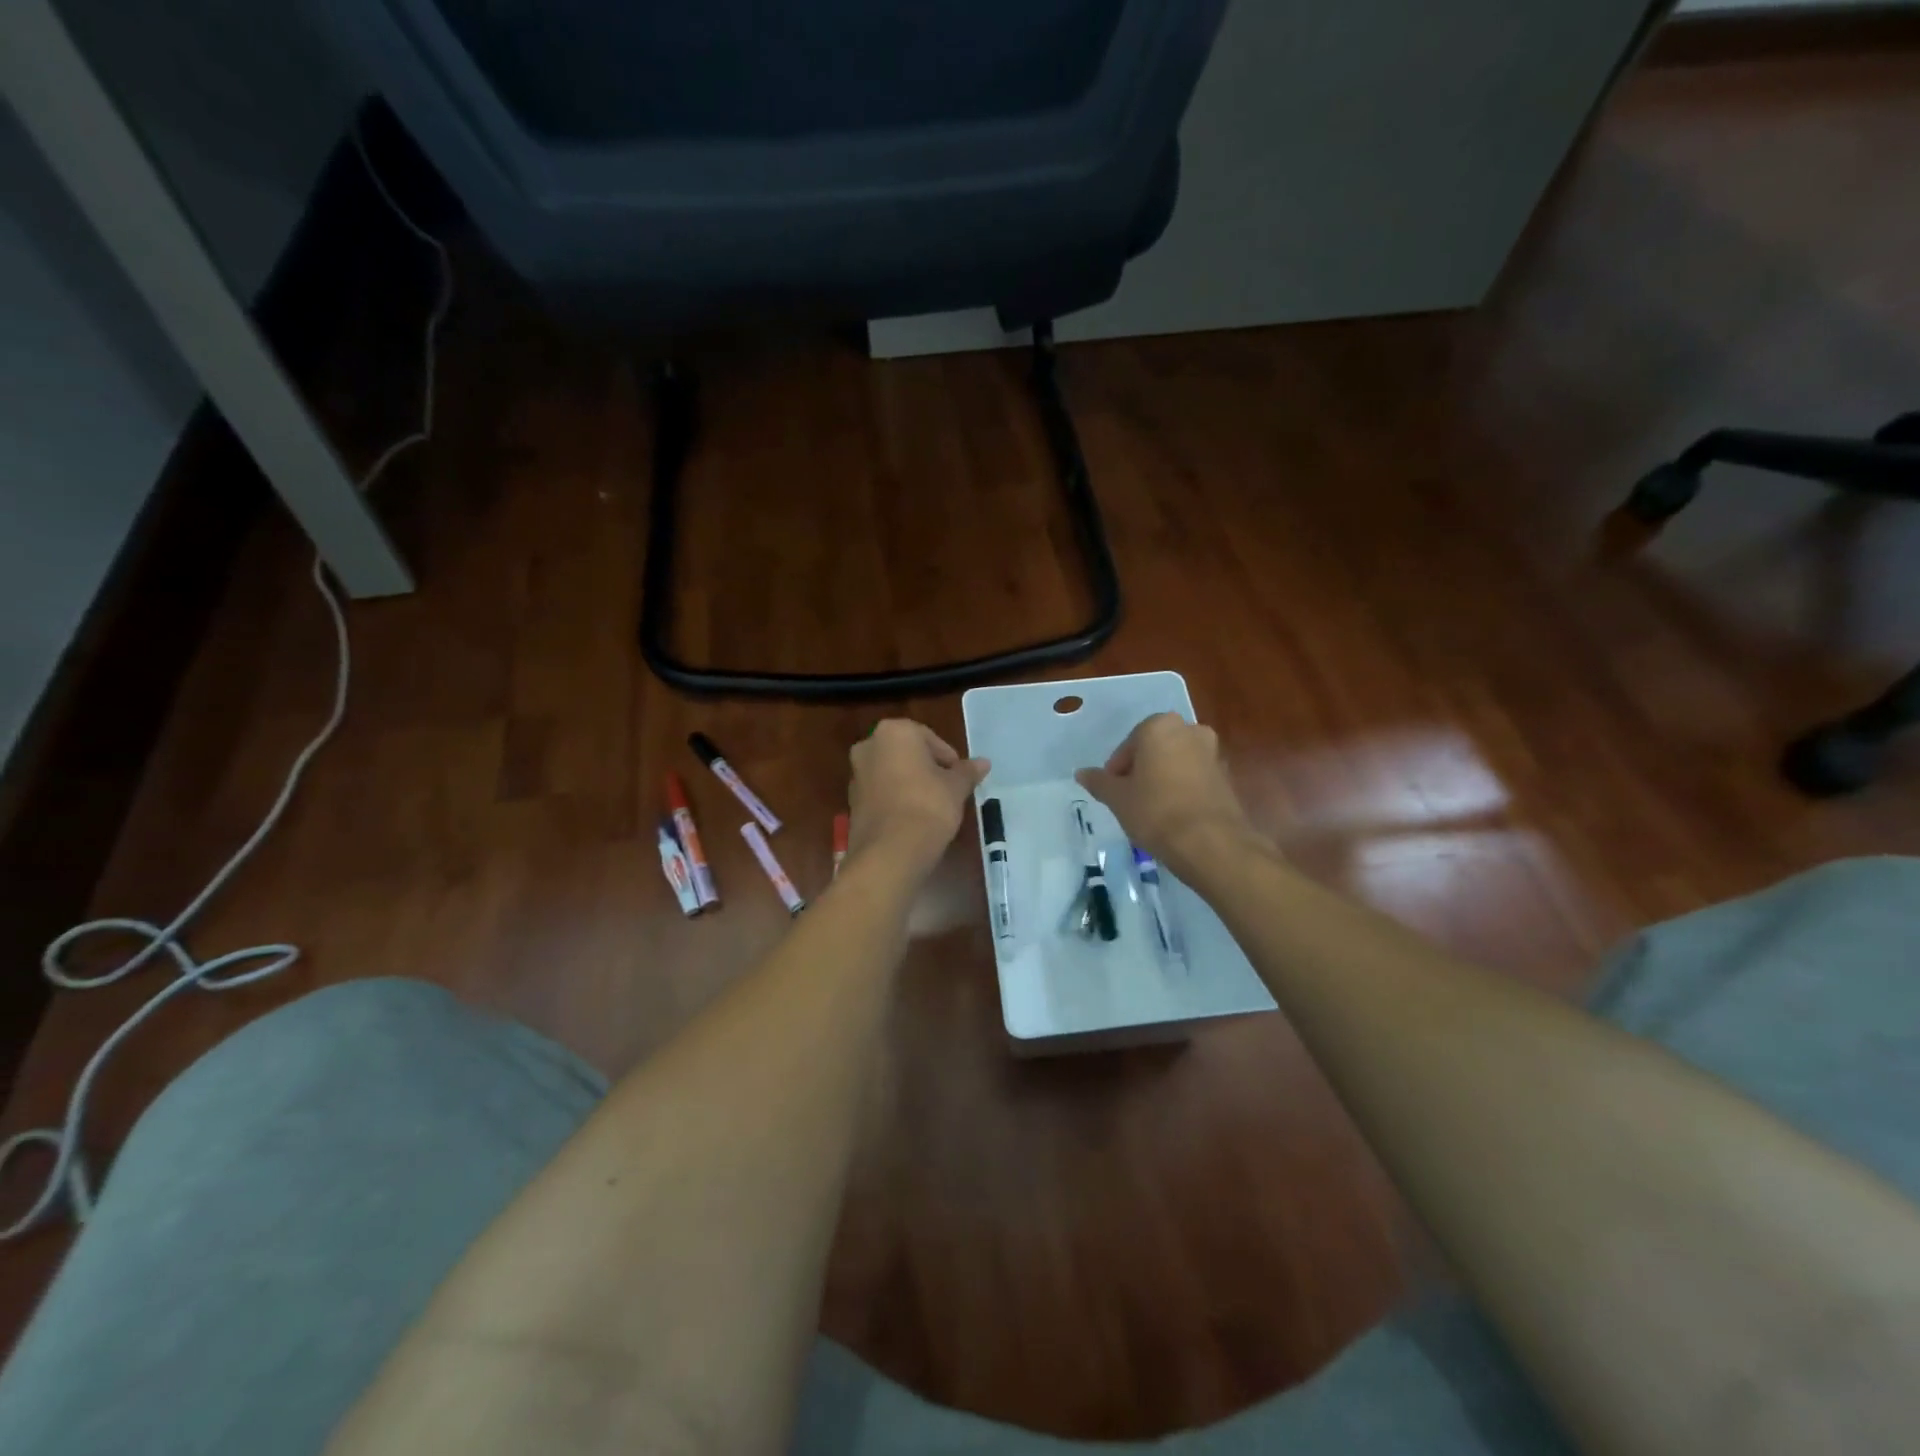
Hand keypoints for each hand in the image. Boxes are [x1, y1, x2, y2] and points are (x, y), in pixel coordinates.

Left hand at [848, 721, 989, 873]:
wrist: (890, 851)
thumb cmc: (928, 806)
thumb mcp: (956, 787)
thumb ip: (967, 772)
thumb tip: (983, 762)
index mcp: (894, 732)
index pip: (930, 738)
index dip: (949, 759)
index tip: (960, 778)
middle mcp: (869, 746)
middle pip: (908, 753)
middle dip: (927, 769)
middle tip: (948, 790)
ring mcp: (856, 774)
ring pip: (892, 772)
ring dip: (911, 784)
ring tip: (933, 807)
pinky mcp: (852, 801)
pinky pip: (881, 793)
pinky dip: (896, 800)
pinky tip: (913, 819)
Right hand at [1075, 713, 1261, 876]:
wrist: (1210, 842)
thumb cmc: (1155, 811)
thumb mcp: (1117, 798)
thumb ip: (1099, 782)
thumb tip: (1081, 773)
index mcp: (1160, 726)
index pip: (1128, 746)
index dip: (1117, 770)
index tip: (1113, 793)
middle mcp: (1189, 730)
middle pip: (1154, 750)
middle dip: (1141, 771)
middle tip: (1129, 799)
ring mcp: (1212, 752)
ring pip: (1176, 763)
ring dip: (1162, 779)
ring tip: (1150, 810)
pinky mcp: (1226, 776)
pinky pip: (1195, 778)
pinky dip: (1182, 790)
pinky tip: (1173, 815)